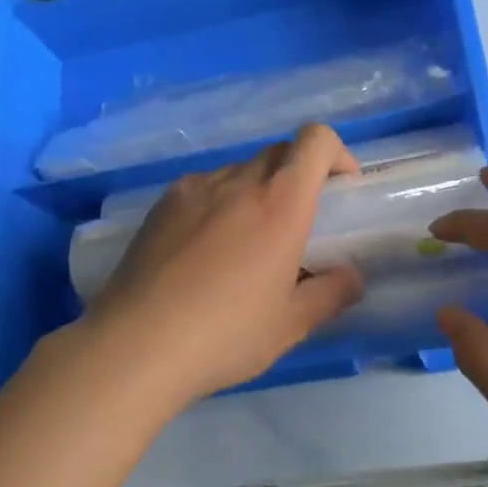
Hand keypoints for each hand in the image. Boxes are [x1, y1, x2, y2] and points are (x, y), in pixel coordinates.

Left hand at [82, 124, 365, 404]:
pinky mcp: (160, 206)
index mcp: (280, 205)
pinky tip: (204, 252)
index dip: (336, 154)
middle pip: (279, 152)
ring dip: (256, 192)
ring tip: (245, 245)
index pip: (315, 140)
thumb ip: (331, 294)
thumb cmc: (225, 335)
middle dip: (298, 177)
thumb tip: (351, 277)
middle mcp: (237, 183)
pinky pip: (203, 189)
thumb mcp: (290, 325)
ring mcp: (193, 190)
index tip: (340, 192)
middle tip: (297, 226)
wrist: (136, 346)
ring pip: (239, 171)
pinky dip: (218, 204)